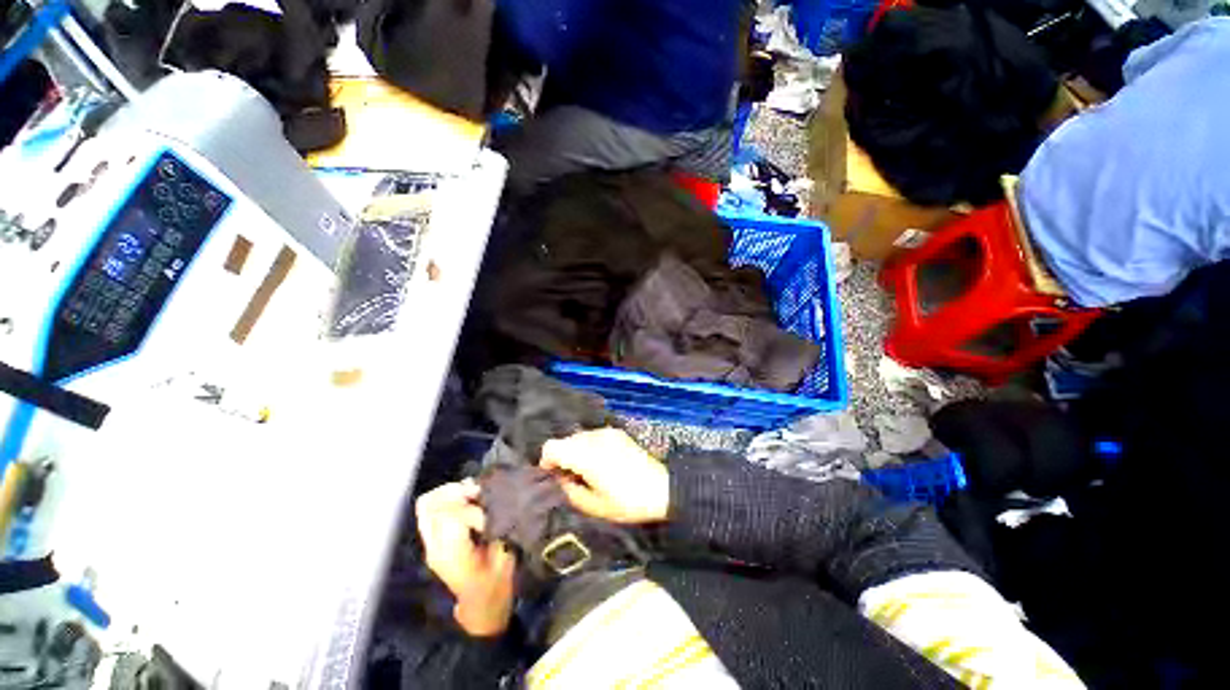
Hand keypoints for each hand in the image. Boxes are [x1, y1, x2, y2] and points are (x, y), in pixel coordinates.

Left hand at [415, 480, 515, 635]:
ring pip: (426, 505)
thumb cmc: (496, 583)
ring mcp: (429, 544)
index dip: (472, 508)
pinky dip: (446, 497)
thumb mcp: (504, 557)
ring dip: (450, 493)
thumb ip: (497, 528)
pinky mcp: (431, 540)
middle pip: (431, 506)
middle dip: (457, 493)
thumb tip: (496, 502)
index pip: (451, 517)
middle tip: (478, 493)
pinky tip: (466, 498)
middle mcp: (434, 547)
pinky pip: (429, 510)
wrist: (480, 606)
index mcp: (453, 556)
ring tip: (471, 493)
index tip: (487, 511)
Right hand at [541, 428, 669, 523]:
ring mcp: (607, 432)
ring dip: (576, 450)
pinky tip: (601, 462)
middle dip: (562, 456)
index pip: (552, 446)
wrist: (661, 488)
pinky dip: (590, 446)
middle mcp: (594, 438)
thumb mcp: (594, 506)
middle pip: (565, 440)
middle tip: (570, 477)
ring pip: (579, 436)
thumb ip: (570, 490)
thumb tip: (561, 478)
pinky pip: (594, 435)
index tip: (553, 476)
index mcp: (586, 456)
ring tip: (587, 470)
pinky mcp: (617, 432)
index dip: (547, 461)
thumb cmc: (627, 502)